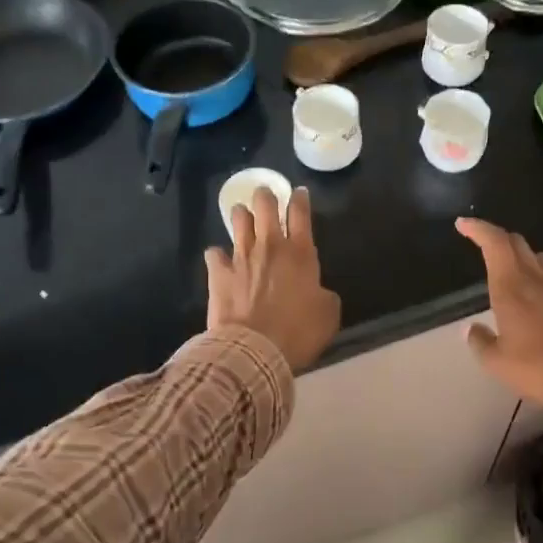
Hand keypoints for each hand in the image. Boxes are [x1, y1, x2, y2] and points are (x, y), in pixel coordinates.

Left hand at [207, 188, 340, 372]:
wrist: (256, 350)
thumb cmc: (298, 332)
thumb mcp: (328, 314)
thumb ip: (324, 295)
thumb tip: (317, 291)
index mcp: (300, 253)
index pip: (300, 213)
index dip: (300, 199)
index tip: (300, 193)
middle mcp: (270, 246)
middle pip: (265, 205)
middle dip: (266, 196)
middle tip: (266, 197)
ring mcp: (241, 257)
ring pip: (238, 220)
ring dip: (241, 215)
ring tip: (242, 216)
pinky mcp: (218, 273)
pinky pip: (214, 253)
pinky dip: (217, 255)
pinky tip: (219, 259)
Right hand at [455, 217, 542, 436]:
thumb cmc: (540, 369)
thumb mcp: (498, 363)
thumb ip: (480, 343)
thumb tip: (471, 329)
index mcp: (511, 288)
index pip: (495, 244)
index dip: (478, 229)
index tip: (463, 224)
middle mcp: (536, 280)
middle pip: (517, 244)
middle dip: (497, 238)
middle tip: (482, 244)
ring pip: (538, 257)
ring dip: (521, 254)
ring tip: (509, 268)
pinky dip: (539, 275)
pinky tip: (536, 296)